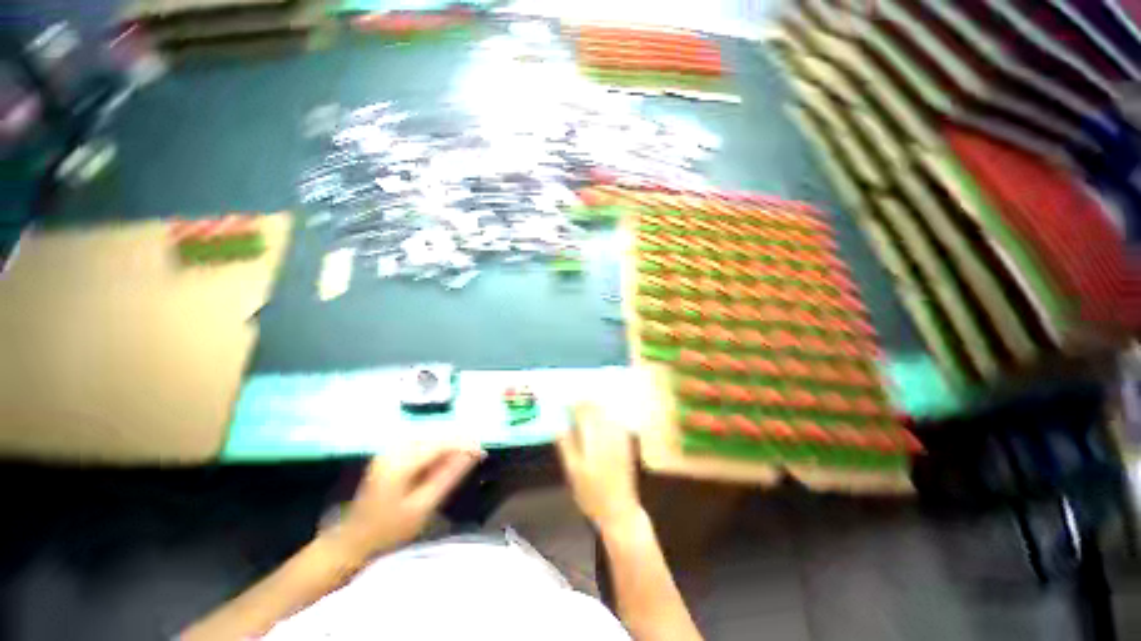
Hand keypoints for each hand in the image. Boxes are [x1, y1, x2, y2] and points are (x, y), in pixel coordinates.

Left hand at [325, 443, 483, 563]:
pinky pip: (420, 443)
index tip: (482, 451)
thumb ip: (448, 476)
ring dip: (448, 445)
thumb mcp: (422, 506)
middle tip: (477, 454)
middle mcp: (393, 449)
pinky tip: (444, 459)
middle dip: (458, 442)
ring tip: (465, 456)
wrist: (352, 541)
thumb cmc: (389, 530)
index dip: (464, 444)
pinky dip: (436, 449)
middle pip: (434, 437)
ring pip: (428, 438)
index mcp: (400, 462)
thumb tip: (471, 454)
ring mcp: (389, 450)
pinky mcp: (389, 454)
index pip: (440, 443)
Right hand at [557, 403, 642, 531]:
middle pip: (596, 408)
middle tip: (573, 407)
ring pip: (606, 412)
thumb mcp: (572, 472)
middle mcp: (609, 433)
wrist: (620, 510)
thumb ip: (566, 445)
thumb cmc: (591, 494)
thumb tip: (559, 425)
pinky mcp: (627, 441)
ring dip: (595, 408)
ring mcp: (620, 436)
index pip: (583, 412)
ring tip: (584, 412)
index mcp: (593, 439)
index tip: (564, 405)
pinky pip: (615, 420)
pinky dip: (605, 416)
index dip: (572, 406)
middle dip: (584, 404)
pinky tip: (600, 421)